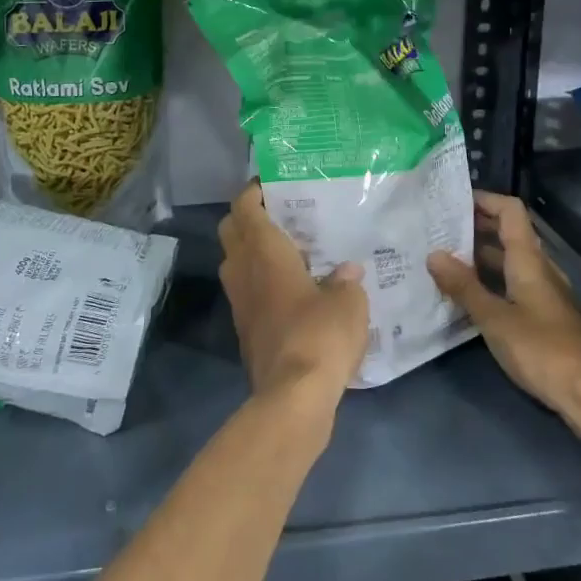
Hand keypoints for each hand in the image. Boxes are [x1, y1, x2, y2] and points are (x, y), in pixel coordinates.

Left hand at [218, 182, 368, 415]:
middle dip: (249, 217)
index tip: (272, 183)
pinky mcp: (244, 329)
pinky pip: (246, 291)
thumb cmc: (319, 335)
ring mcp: (239, 302)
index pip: (245, 206)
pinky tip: (293, 290)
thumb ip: (345, 282)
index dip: (254, 190)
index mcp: (263, 252)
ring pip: (236, 262)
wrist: (292, 397)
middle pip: (231, 230)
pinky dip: (260, 281)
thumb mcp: (348, 303)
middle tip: (282, 215)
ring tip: (291, 251)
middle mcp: (242, 270)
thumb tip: (346, 273)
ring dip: (253, 251)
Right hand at [427, 191, 580, 431]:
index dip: (484, 199)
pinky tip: (468, 295)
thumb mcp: (494, 318)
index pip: (510, 211)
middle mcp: (540, 268)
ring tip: (444, 258)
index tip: (451, 201)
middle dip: (475, 226)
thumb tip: (433, 254)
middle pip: (509, 233)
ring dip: (480, 255)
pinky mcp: (545, 315)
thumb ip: (464, 286)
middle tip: (437, 229)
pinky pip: (514, 283)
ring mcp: (545, 292)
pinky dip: (491, 280)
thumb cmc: (541, 349)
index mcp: (529, 260)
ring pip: (510, 260)